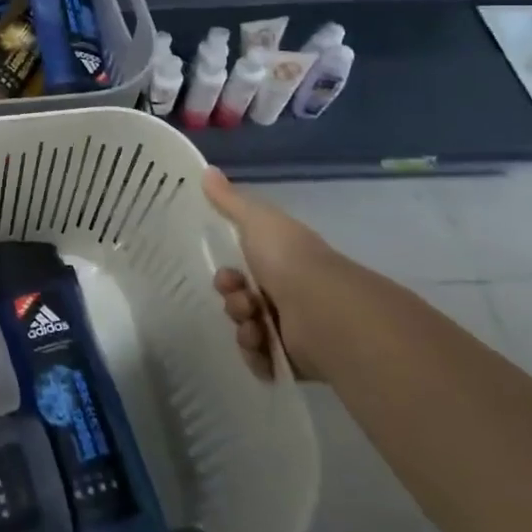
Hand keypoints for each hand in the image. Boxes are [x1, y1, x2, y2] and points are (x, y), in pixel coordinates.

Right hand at [203, 167, 338, 379]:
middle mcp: (288, 294)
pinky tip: (261, 346)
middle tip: (242, 301)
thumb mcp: (255, 219)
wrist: (324, 311)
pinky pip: (261, 361)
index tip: (228, 275)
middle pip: (241, 301)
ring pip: (248, 330)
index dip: (227, 274)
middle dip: (233, 301)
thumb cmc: (288, 259)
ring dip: (242, 328)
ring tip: (255, 327)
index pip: (243, 270)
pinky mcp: (296, 361)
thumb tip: (207, 170)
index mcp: (281, 262)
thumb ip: (229, 200)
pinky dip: (256, 355)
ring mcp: (293, 329)